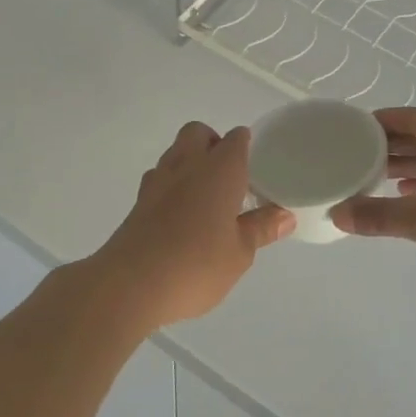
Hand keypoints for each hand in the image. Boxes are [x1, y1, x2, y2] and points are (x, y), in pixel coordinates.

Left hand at [89, 122, 293, 330]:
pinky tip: (178, 214)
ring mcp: (158, 180)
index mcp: (220, 169)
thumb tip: (285, 215)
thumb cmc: (196, 264)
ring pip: (175, 152)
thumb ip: (261, 229)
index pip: (237, 139)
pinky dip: (170, 185)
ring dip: (189, 162)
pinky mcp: (138, 201)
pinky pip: (158, 178)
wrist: (130, 284)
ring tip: (203, 195)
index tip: (255, 166)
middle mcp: (188, 164)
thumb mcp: (240, 253)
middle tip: (227, 176)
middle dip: (213, 143)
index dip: (246, 146)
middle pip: (199, 133)